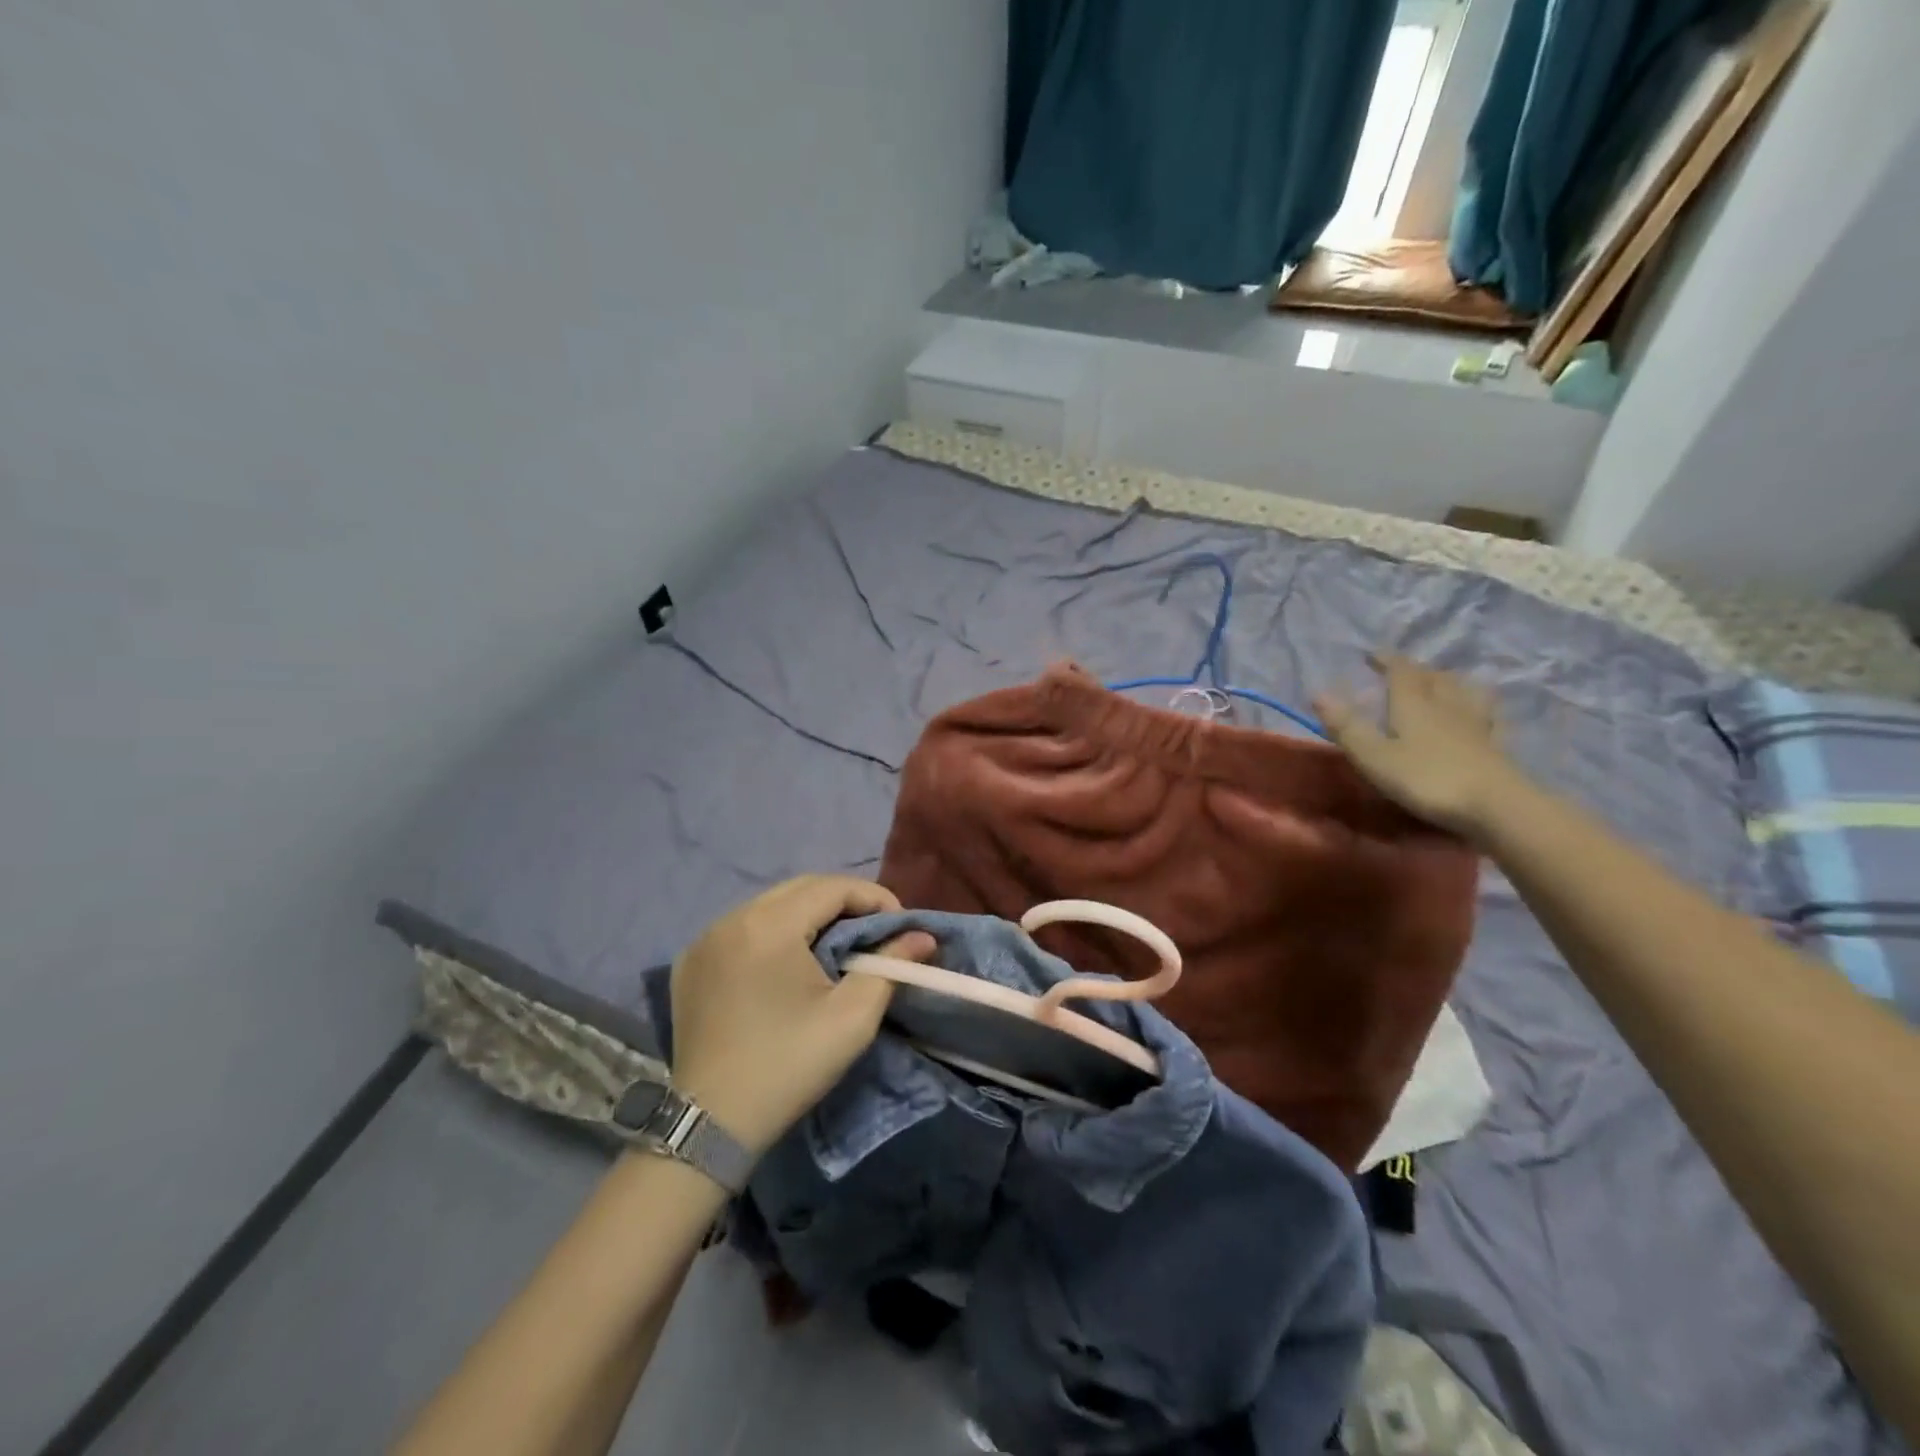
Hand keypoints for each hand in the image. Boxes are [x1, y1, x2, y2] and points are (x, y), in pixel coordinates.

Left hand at [669, 876, 934, 1157]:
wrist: (711, 1125)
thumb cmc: (789, 1066)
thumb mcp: (852, 1017)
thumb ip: (891, 965)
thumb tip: (923, 936)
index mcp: (769, 926)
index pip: (832, 887)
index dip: (874, 897)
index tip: (901, 925)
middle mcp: (732, 918)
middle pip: (801, 888)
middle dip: (844, 901)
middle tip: (875, 930)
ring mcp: (705, 938)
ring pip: (771, 904)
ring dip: (809, 913)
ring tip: (838, 943)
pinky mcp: (691, 962)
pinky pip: (743, 927)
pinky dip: (774, 931)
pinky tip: (790, 960)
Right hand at [1314, 654, 1521, 838]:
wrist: (1496, 806)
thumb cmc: (1426, 779)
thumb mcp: (1374, 756)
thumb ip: (1347, 726)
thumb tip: (1318, 693)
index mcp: (1413, 704)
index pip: (1400, 671)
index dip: (1386, 660)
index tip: (1372, 654)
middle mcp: (1445, 705)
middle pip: (1433, 677)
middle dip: (1415, 669)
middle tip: (1402, 669)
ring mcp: (1475, 724)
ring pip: (1461, 691)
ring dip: (1448, 682)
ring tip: (1440, 682)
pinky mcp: (1495, 746)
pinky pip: (1486, 716)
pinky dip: (1479, 707)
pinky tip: (1480, 713)